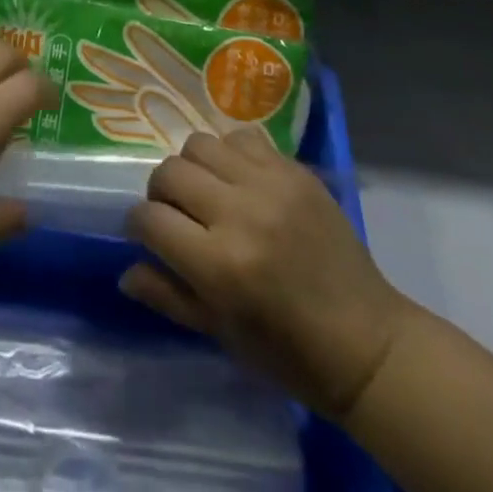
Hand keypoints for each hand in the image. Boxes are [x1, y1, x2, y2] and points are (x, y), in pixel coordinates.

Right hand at [121, 129, 412, 423]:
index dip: (138, 226)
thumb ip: (168, 296)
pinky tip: (240, 180)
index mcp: (219, 265)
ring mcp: (270, 184)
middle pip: (170, 172)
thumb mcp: (221, 334)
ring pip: (200, 144)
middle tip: (175, 213)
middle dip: (160, 193)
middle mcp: (241, 213)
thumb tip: (125, 270)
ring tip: (208, 191)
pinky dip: (230, 154)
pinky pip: (242, 138)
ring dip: (193, 167)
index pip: (149, 219)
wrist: (367, 343)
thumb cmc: (288, 353)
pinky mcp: (295, 170)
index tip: (147, 235)